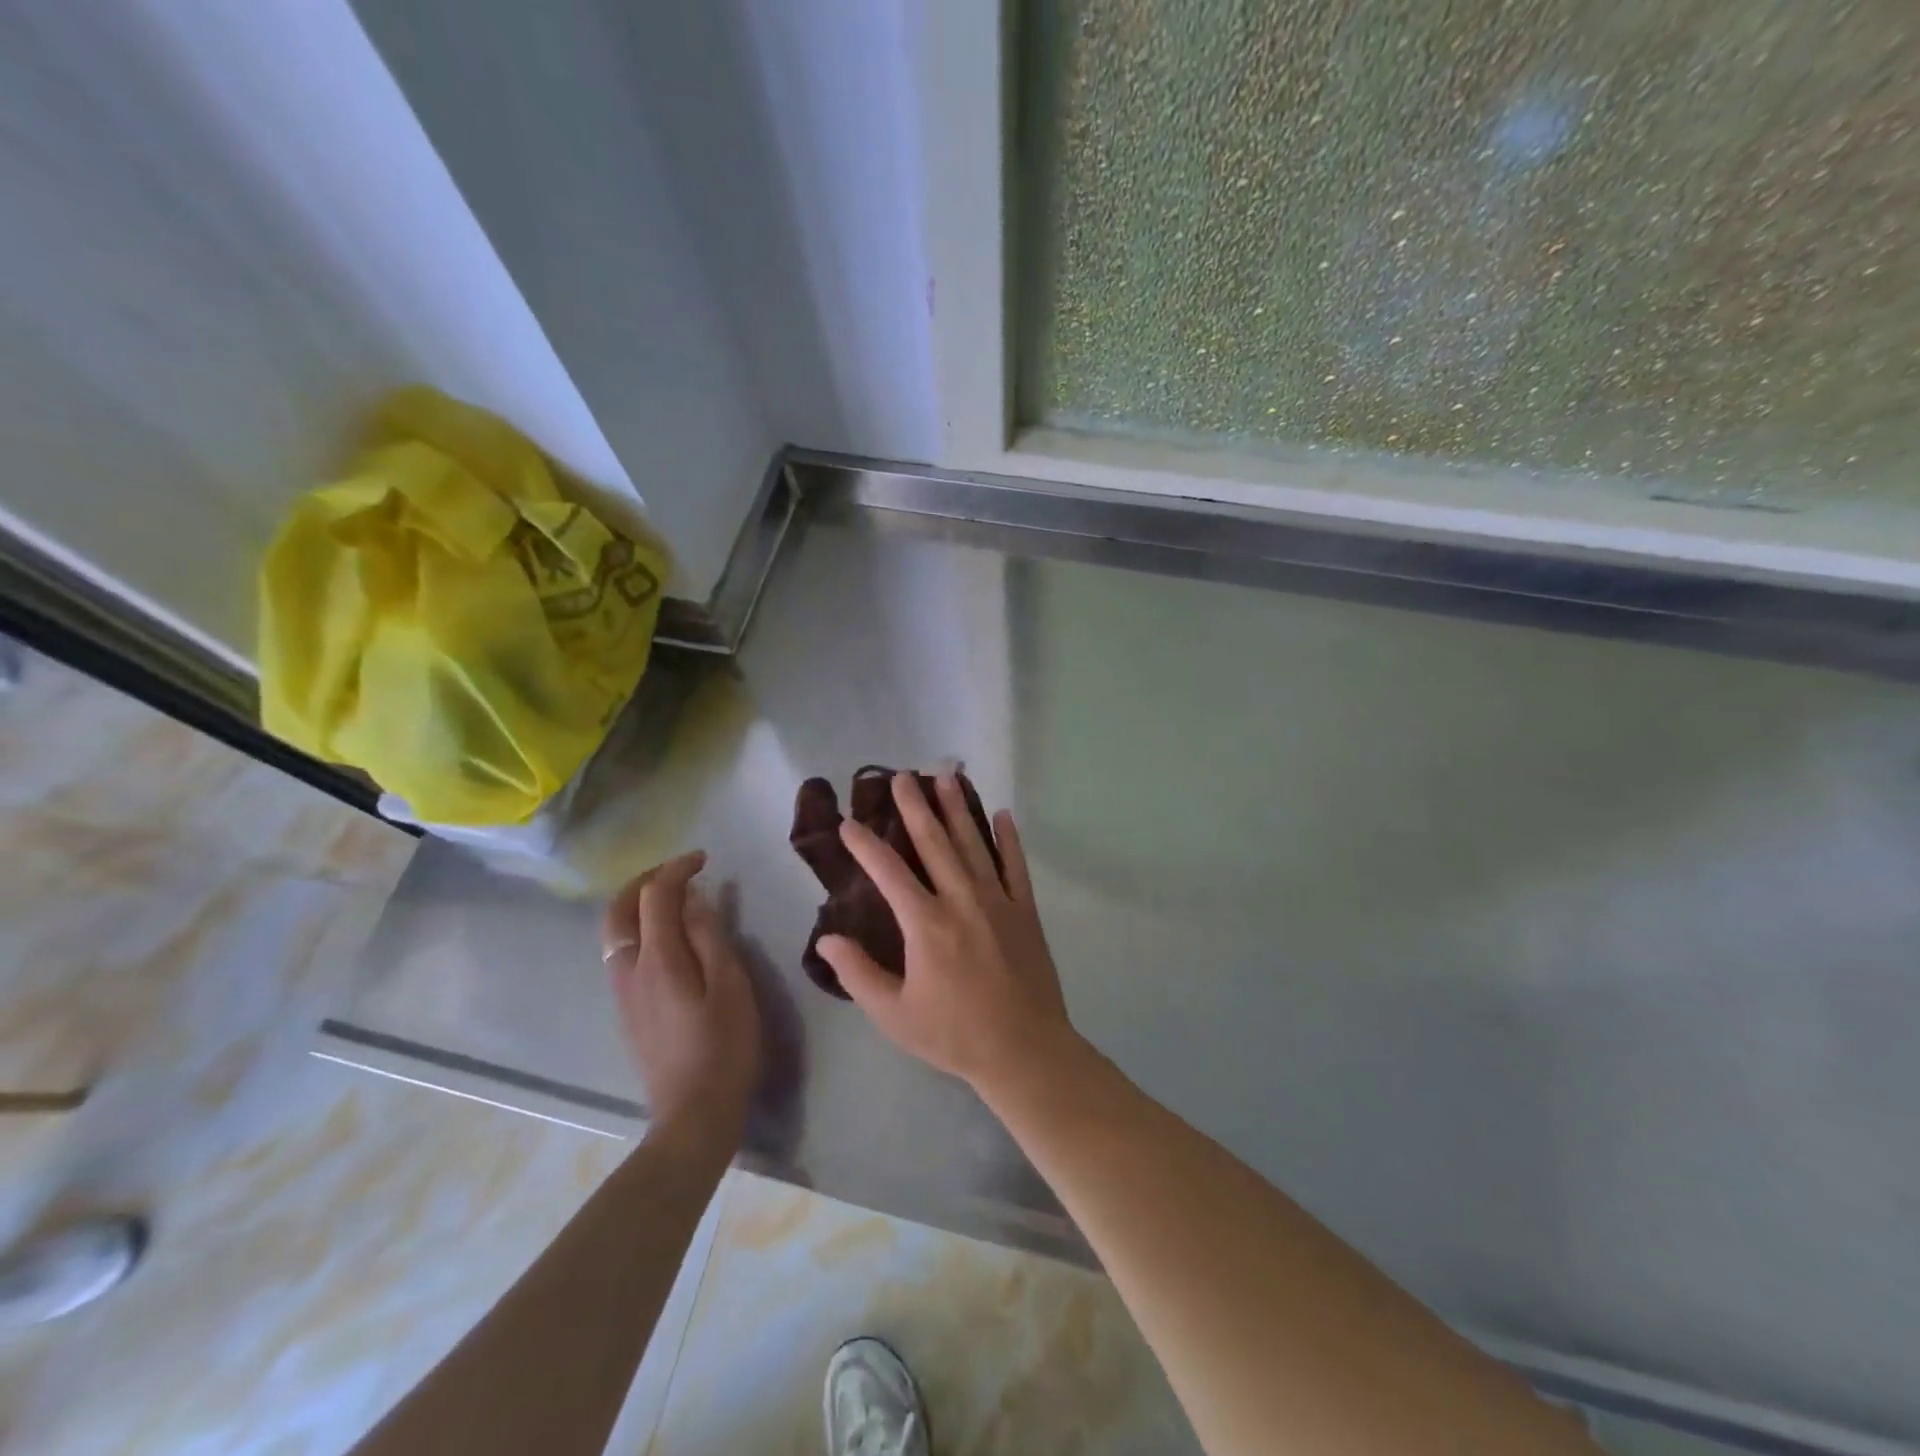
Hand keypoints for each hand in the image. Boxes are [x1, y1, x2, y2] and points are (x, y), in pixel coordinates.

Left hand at [601, 851, 760, 1139]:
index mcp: (658, 959)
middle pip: (617, 910)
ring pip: (614, 932)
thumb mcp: (730, 985)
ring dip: (637, 904)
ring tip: (674, 899)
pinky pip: (621, 953)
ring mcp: (623, 993)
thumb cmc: (724, 1046)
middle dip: (644, 881)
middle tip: (679, 872)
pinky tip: (667, 939)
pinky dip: (638, 929)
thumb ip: (709, 937)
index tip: (704, 859)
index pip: (656, 896)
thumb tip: (693, 899)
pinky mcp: (628, 1011)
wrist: (693, 1114)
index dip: (677, 869)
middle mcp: (629, 970)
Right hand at [817, 772, 1080, 1097]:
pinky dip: (1009, 840)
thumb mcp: (894, 1015)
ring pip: (974, 844)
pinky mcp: (1026, 911)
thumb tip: (825, 939)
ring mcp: (998, 901)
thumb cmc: (953, 1034)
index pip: (888, 872)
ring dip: (959, 809)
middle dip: (915, 807)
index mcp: (926, 924)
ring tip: (947, 776)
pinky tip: (1003, 815)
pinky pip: (1016, 866)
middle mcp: (962, 900)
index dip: (865, 846)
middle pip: (934, 843)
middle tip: (903, 776)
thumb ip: (858, 973)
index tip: (848, 823)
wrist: (1024, 1050)